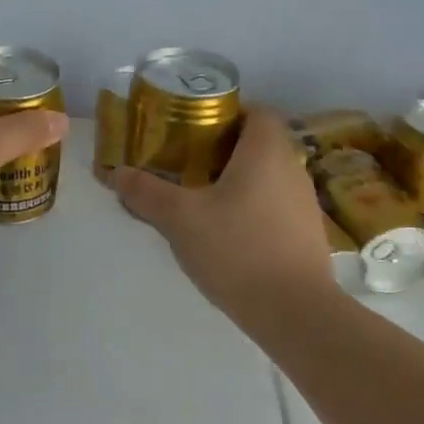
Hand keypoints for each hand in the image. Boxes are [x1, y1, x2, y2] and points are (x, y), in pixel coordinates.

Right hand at [112, 106, 337, 324]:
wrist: (294, 313)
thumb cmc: (237, 249)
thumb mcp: (179, 219)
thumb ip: (146, 192)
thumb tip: (117, 172)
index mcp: (266, 151)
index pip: (258, 111)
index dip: (228, 111)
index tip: (195, 125)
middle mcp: (292, 169)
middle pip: (260, 142)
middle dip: (224, 147)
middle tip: (186, 160)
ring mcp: (305, 204)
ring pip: (268, 175)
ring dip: (238, 178)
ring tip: (200, 195)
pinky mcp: (307, 235)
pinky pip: (275, 204)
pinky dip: (251, 206)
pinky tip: (225, 230)